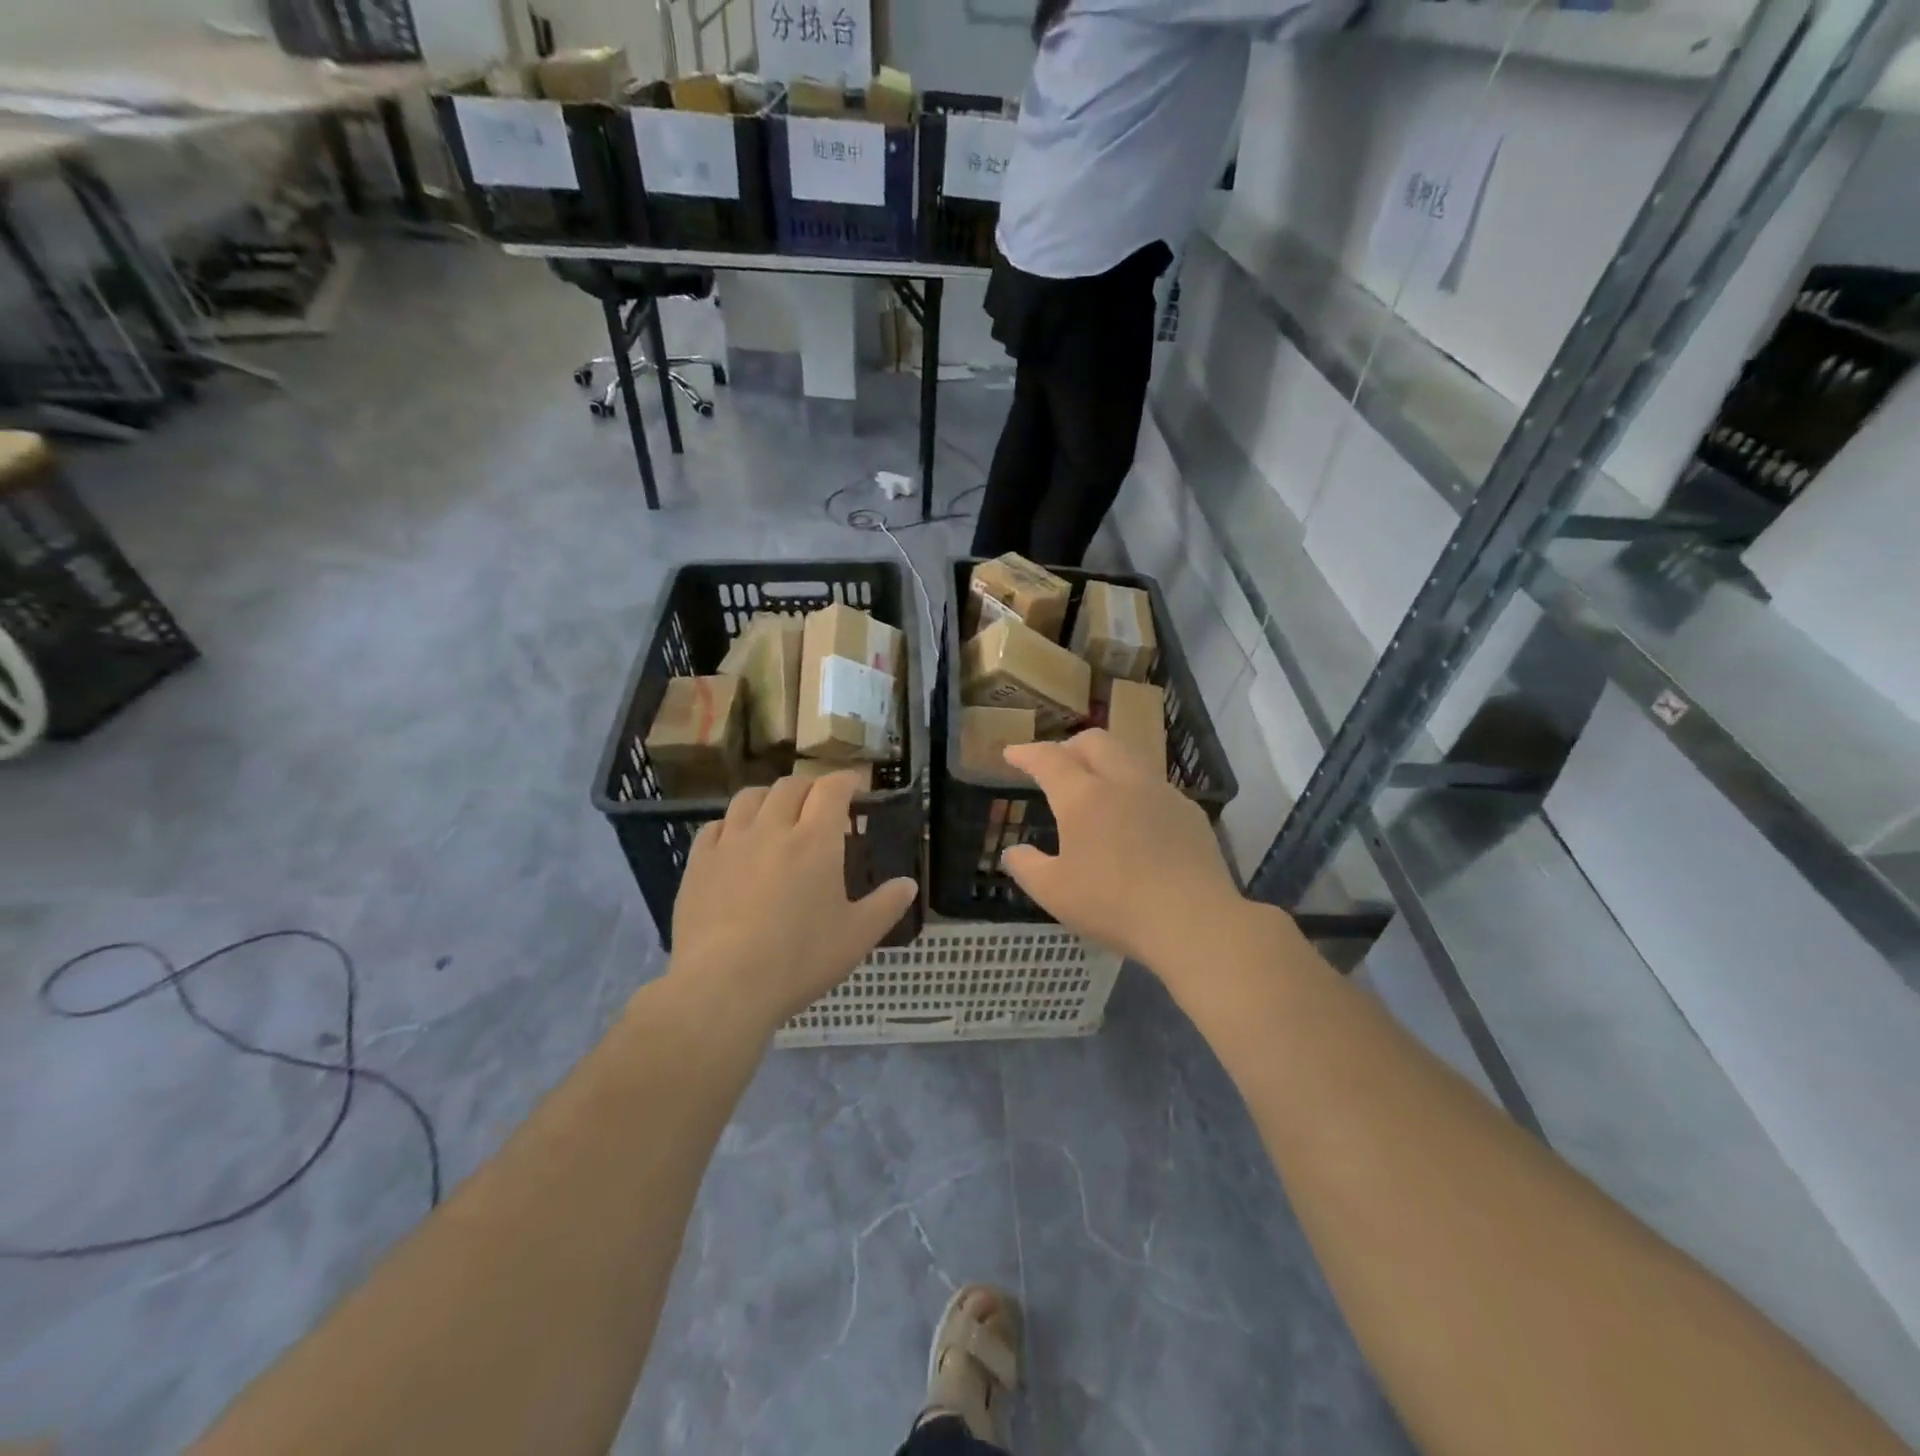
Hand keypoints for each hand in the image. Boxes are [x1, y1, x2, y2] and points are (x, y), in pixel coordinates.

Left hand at [670, 772, 917, 1034]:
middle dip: (810, 788)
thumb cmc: (798, 960)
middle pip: (791, 786)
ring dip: (770, 797)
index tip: (855, 786)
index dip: (846, 780)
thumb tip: (909, 885)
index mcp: (815, 841)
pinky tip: (737, 842)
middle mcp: (772, 828)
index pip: (831, 789)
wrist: (722, 987)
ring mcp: (730, 843)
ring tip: (777, 814)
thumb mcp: (856, 938)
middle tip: (820, 805)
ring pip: (749, 797)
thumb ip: (886, 906)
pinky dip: (733, 823)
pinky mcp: (699, 862)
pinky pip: (716, 825)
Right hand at [1001, 730, 1246, 974]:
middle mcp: (1123, 782)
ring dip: (1105, 762)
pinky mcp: (1189, 813)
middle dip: (1069, 746)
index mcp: (1084, 796)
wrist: (1193, 921)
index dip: (1027, 753)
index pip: (1049, 759)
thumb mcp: (1054, 893)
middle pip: (1094, 741)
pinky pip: (1155, 786)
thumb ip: (1026, 867)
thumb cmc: (1113, 905)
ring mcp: (1162, 794)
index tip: (1011, 754)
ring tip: (1095, 786)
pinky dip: (1134, 789)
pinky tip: (1134, 819)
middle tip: (1056, 765)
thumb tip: (1013, 852)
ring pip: (1129, 757)